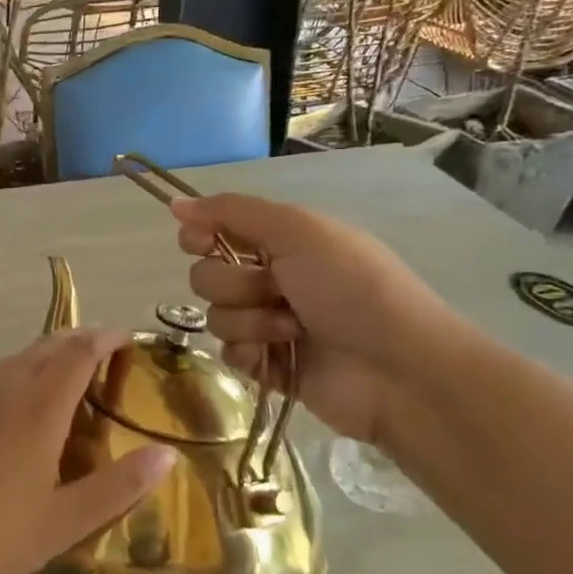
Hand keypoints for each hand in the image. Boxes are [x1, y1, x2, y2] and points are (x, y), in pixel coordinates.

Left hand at [0, 330, 176, 573]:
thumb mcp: (64, 522)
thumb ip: (118, 486)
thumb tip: (166, 454)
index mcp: (39, 407)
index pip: (79, 352)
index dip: (107, 339)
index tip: (129, 339)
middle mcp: (7, 387)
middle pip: (49, 346)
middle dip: (81, 340)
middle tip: (109, 353)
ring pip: (20, 357)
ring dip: (51, 353)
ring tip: (73, 372)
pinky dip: (25, 370)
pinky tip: (25, 400)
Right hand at [172, 194, 456, 449]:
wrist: (398, 369)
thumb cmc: (352, 288)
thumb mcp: (298, 231)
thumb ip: (232, 212)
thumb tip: (174, 204)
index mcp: (278, 241)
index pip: (212, 230)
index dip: (199, 236)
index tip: (201, 242)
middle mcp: (269, 278)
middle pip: (205, 275)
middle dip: (234, 284)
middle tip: (276, 290)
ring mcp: (267, 324)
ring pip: (215, 316)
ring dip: (250, 321)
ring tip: (292, 330)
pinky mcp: (267, 365)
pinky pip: (227, 353)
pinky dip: (248, 353)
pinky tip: (277, 357)